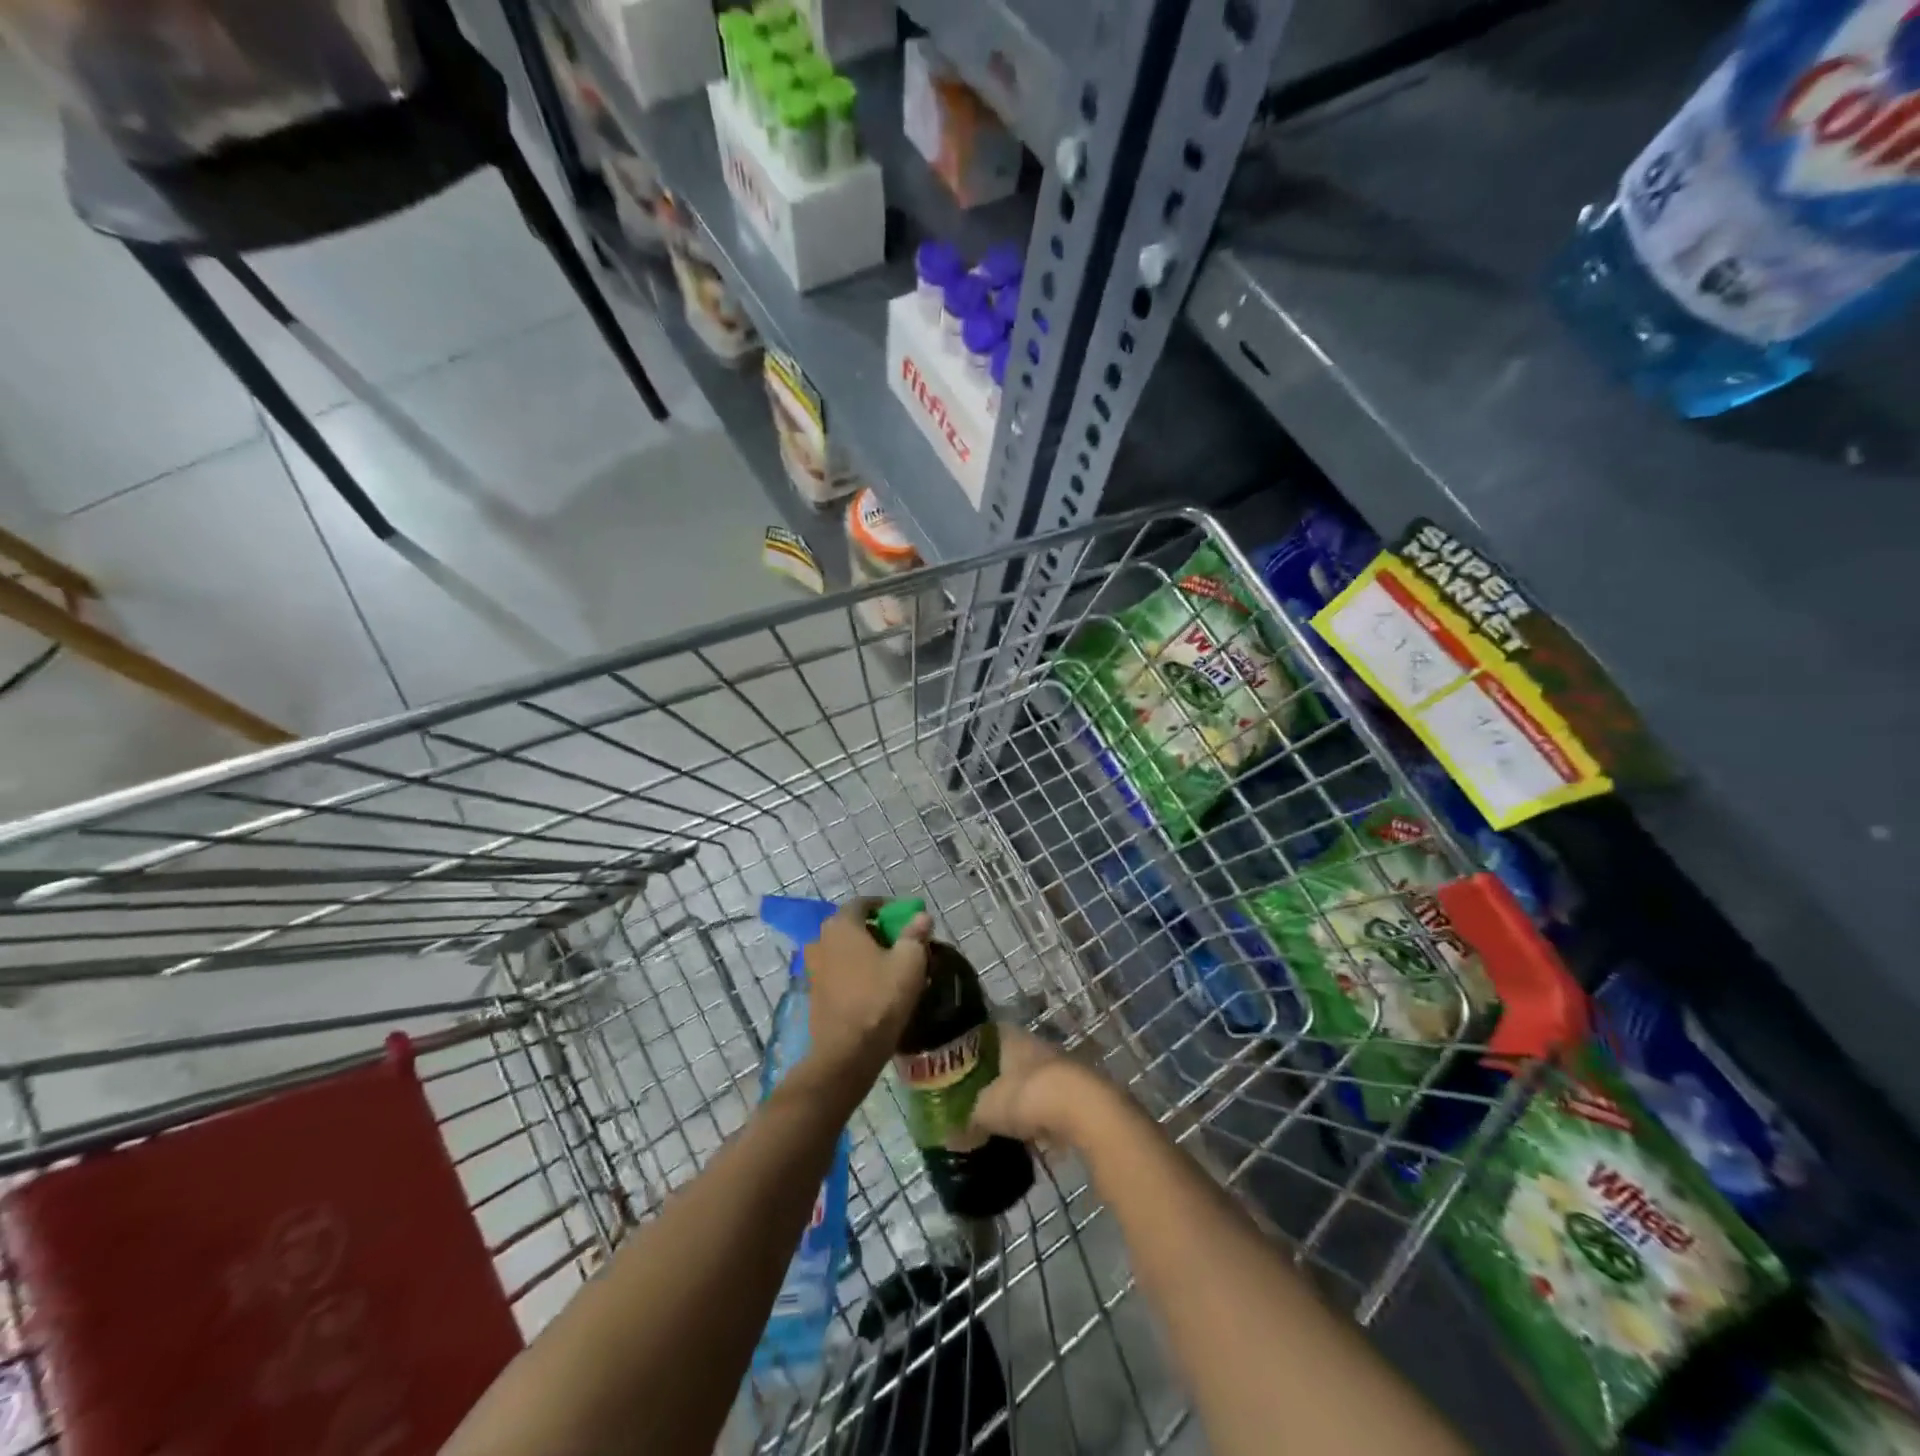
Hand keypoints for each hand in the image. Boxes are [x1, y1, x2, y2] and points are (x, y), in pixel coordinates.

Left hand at [802, 899, 931, 1089]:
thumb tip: (922, 917)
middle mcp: (821, 941)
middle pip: (852, 927)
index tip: (906, 918)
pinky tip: (873, 988)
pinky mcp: (813, 994)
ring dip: (864, 953)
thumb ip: (915, 934)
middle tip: (901, 943)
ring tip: (889, 967)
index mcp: (841, 925)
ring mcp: (813, 969)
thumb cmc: (880, 998)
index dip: (886, 907)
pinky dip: (854, 973)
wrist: (847, 1052)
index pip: (863, 903)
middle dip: (876, 931)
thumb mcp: (909, 962)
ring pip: (843, 951)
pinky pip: (838, 973)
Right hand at [970, 1026, 1107, 1150]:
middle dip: (997, 1078)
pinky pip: (1051, 1105)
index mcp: (1011, 1038)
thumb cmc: (1026, 1096)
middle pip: (1011, 1059)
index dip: (972, 1050)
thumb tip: (951, 1135)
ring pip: (1033, 1081)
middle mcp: (1036, 1046)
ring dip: (1022, 1099)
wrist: (1083, 1110)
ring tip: (1003, 1120)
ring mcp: (1060, 1068)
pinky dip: (1042, 1119)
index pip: (987, 1035)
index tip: (958, 1067)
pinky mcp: (1078, 1094)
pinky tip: (1031, 1136)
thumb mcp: (986, 1110)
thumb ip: (968, 1119)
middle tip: (978, 1098)